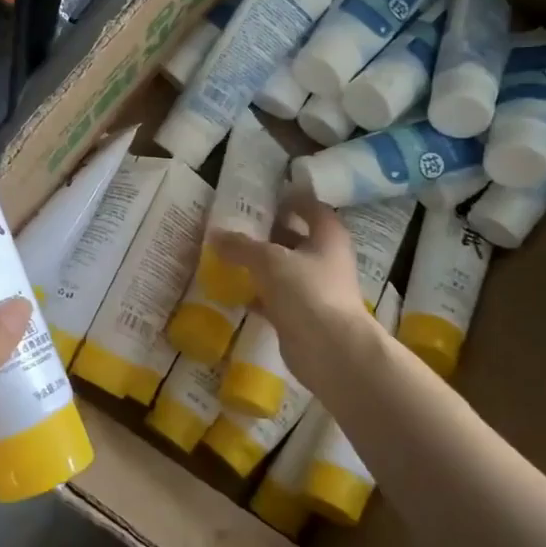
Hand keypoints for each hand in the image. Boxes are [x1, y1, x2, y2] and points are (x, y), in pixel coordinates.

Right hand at [212, 195, 374, 387]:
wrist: (330, 350)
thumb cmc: (307, 291)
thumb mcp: (269, 260)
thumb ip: (242, 246)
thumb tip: (215, 234)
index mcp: (327, 236)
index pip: (311, 208)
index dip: (291, 199)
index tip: (264, 196)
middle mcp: (326, 259)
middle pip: (296, 238)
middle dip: (269, 233)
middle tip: (237, 225)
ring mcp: (316, 290)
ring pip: (285, 270)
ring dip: (261, 265)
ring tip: (229, 255)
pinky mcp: (303, 316)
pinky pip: (277, 298)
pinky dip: (259, 294)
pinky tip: (235, 291)